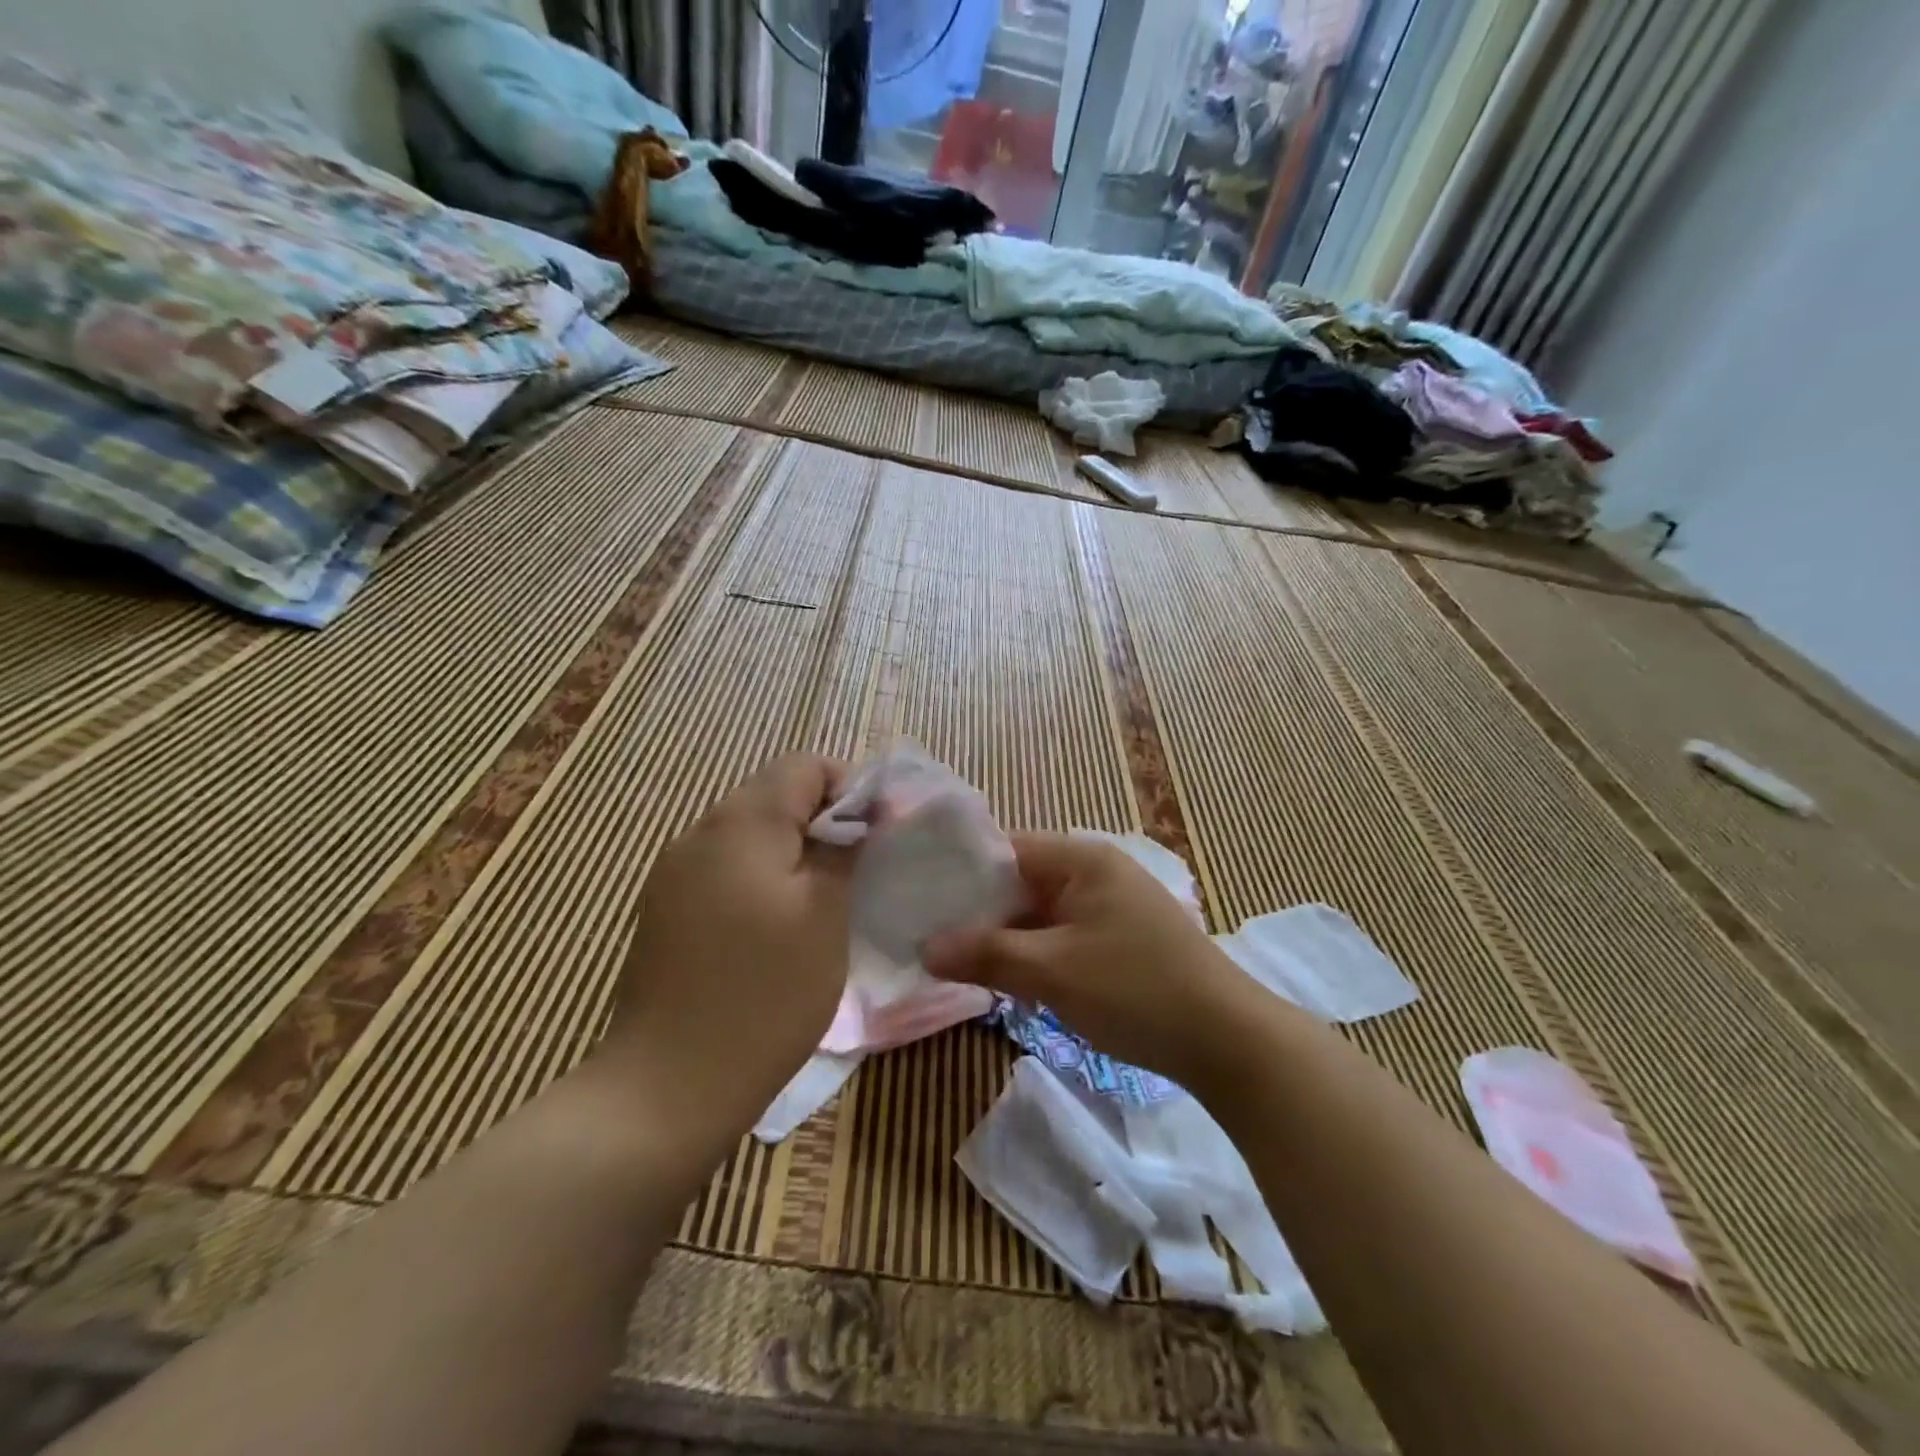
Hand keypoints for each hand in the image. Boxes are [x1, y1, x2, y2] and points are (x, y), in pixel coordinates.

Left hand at [598, 754, 852, 1138]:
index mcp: (741, 822)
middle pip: (774, 795)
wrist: (668, 1087)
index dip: (850, 788)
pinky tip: (776, 930)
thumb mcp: (825, 914)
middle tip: (857, 873)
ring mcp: (673, 873)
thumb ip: (843, 849)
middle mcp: (699, 832)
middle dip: (823, 822)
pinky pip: (725, 870)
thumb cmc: (764, 994)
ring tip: (822, 904)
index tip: (876, 836)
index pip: (805, 766)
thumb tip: (859, 815)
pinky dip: (761, 881)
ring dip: (793, 853)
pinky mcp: (665, 911)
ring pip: (750, 835)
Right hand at [923, 832, 1251, 1084]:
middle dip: (977, 912)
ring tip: (953, 960)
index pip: (1004, 849)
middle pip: (1019, 881)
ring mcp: (1109, 906)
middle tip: (928, 938)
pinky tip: (1002, 978)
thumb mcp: (1052, 971)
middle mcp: (1094, 872)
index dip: (960, 873)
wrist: (1227, 1041)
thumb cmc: (1135, 989)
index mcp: (1081, 859)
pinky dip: (1032, 953)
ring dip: (1004, 937)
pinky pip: (1060, 935)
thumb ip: (986, 954)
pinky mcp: (1118, 939)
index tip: (918, 900)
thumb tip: (926, 947)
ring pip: (1038, 913)